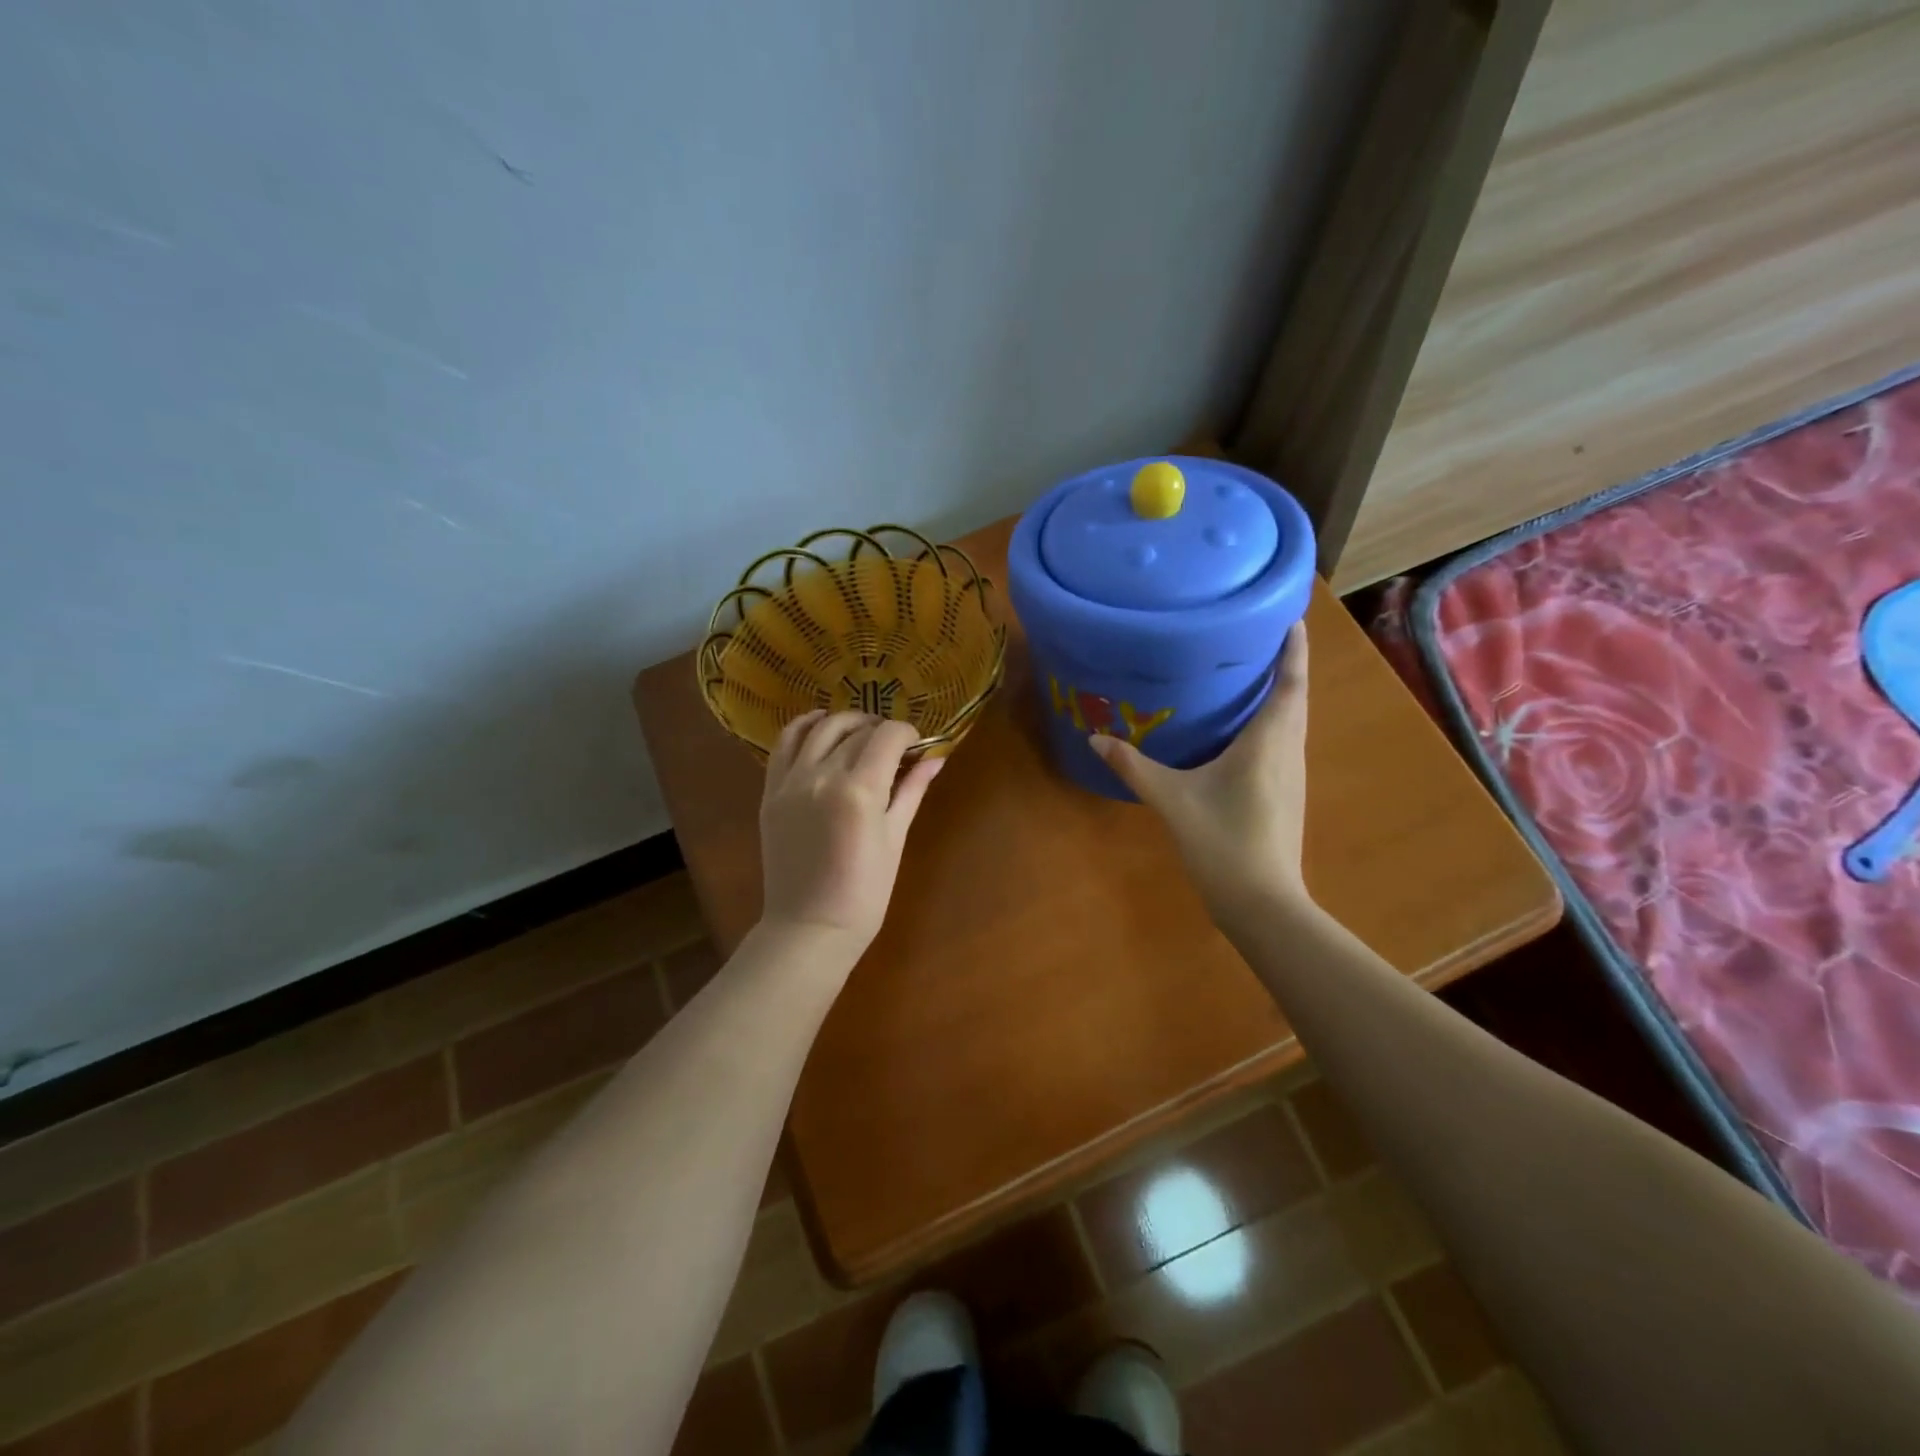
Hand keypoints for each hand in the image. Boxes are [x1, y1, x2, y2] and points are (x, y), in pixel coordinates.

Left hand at [758, 711, 943, 950]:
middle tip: (895, 747)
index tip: (917, 745)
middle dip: (882, 730)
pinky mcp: (771, 791)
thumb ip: (912, 791)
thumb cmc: (864, 893)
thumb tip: (936, 759)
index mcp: (859, 790)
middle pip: (857, 730)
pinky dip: (804, 727)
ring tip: (862, 733)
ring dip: (847, 722)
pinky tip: (819, 725)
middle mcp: (822, 775)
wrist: (809, 928)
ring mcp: (791, 782)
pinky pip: (784, 744)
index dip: (907, 733)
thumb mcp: (895, 839)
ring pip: (821, 727)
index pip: (888, 736)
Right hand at [1090, 625, 1311, 920]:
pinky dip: (1275, 723)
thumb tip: (1094, 739)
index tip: (1292, 619)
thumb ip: (1133, 766)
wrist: (1261, 901)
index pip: (1290, 685)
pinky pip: (1285, 744)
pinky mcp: (1287, 795)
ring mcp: (1292, 776)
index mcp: (1268, 742)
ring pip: (1293, 723)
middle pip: (1296, 699)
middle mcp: (1288, 751)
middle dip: (1287, 667)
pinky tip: (1248, 731)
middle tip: (1262, 639)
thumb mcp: (1172, 799)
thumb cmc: (1222, 841)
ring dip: (1283, 696)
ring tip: (1255, 675)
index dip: (1293, 651)